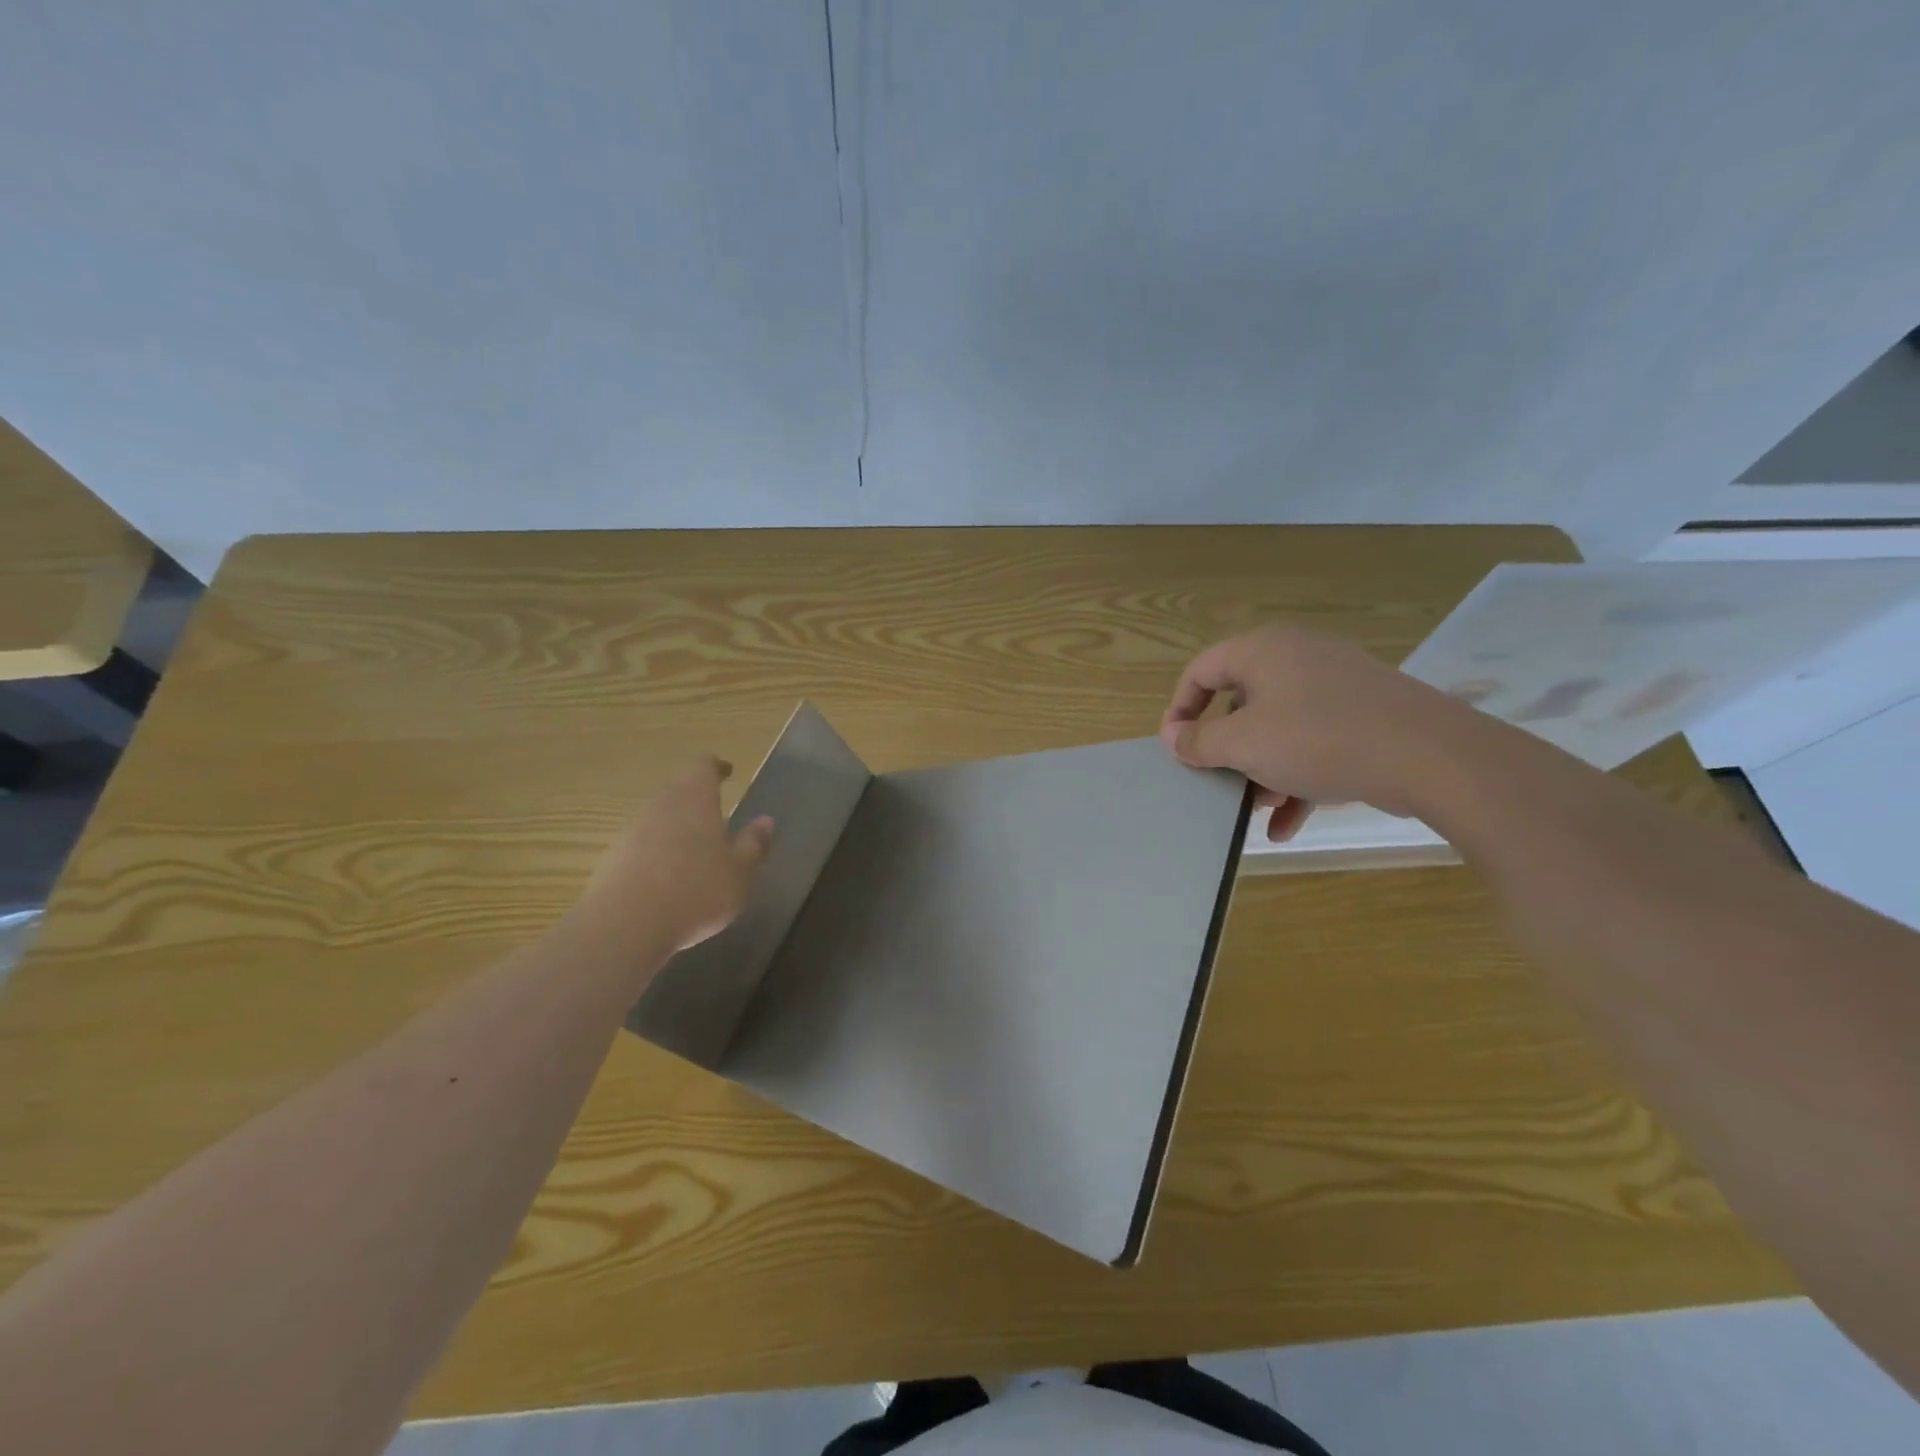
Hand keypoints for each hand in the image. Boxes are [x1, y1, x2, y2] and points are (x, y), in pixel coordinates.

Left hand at [579, 757, 774, 949]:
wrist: (624, 926)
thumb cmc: (696, 891)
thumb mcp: (739, 873)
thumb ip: (753, 844)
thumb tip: (765, 821)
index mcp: (695, 797)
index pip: (704, 765)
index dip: (717, 767)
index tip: (728, 773)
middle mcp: (661, 803)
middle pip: (678, 787)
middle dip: (696, 796)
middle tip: (715, 812)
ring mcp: (631, 829)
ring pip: (658, 814)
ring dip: (675, 824)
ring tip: (693, 848)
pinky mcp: (612, 857)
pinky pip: (640, 842)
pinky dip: (656, 849)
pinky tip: (667, 876)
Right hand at [1160, 625, 1477, 838]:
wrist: (1431, 755)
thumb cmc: (1318, 739)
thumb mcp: (1243, 744)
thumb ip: (1199, 741)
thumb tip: (1171, 737)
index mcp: (1262, 651)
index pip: (1201, 671)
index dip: (1180, 710)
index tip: (1175, 750)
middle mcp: (1296, 658)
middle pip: (1240, 702)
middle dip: (1227, 751)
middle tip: (1220, 783)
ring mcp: (1335, 686)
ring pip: (1278, 728)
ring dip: (1261, 771)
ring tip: (1260, 809)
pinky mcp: (1363, 714)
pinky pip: (1314, 743)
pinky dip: (1297, 779)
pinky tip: (1289, 825)